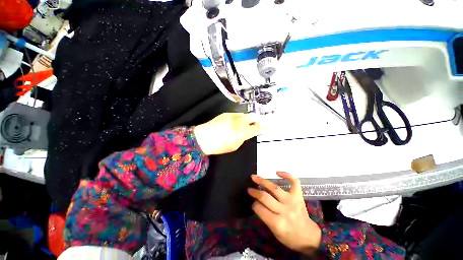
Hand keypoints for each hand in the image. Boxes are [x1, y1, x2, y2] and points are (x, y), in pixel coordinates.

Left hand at [193, 113, 260, 154]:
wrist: (204, 137)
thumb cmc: (220, 145)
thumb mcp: (235, 145)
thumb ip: (244, 137)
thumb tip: (248, 133)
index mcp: (243, 132)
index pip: (258, 127)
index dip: (264, 127)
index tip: (268, 126)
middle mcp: (240, 121)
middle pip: (254, 117)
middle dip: (256, 120)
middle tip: (255, 124)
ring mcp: (233, 116)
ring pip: (245, 115)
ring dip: (246, 120)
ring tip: (241, 125)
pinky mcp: (227, 113)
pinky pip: (237, 115)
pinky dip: (238, 118)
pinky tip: (233, 123)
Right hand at [248, 172, 321, 254]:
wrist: (309, 236)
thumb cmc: (290, 237)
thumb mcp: (275, 233)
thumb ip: (265, 217)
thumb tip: (256, 202)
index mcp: (278, 223)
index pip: (260, 209)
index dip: (254, 204)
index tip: (252, 202)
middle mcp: (285, 210)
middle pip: (266, 197)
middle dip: (255, 192)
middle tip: (249, 189)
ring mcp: (292, 201)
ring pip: (275, 188)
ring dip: (262, 181)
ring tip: (254, 177)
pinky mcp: (298, 196)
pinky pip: (294, 182)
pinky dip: (287, 175)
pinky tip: (277, 172)